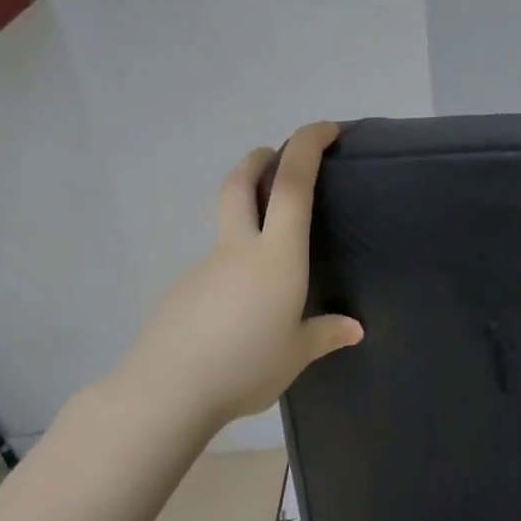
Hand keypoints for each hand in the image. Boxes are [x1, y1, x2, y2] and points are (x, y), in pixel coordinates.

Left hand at [115, 122, 362, 434]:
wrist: (166, 391)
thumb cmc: (246, 366)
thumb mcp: (296, 354)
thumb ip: (325, 335)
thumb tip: (353, 329)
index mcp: (277, 257)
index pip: (293, 186)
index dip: (307, 146)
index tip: (326, 128)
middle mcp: (239, 250)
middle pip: (240, 184)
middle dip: (259, 160)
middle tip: (275, 157)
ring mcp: (205, 268)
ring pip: (226, 225)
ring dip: (247, 216)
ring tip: (272, 260)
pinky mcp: (184, 292)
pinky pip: (216, 266)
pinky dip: (233, 266)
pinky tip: (242, 308)